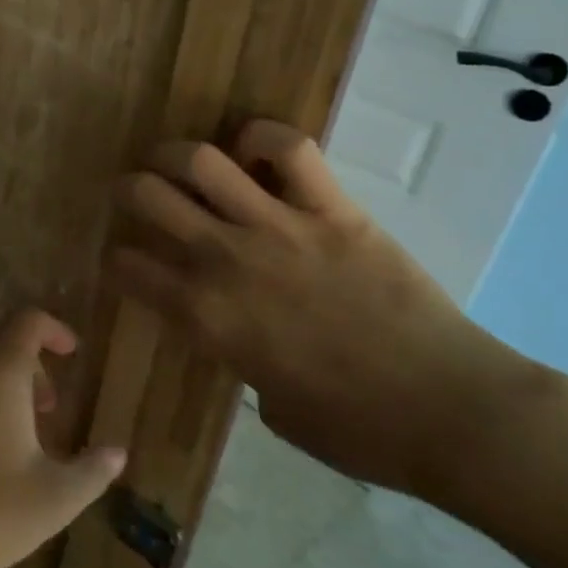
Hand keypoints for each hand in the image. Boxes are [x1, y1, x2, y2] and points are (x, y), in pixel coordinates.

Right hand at [106, 119, 539, 499]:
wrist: (450, 412)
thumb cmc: (356, 429)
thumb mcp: (269, 406)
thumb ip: (237, 357)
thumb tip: (238, 332)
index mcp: (204, 317)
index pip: (127, 269)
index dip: (118, 261)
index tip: (126, 261)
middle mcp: (224, 260)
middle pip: (147, 196)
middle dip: (131, 189)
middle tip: (141, 194)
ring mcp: (278, 227)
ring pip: (200, 160)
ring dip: (177, 154)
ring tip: (181, 161)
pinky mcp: (332, 209)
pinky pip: (288, 148)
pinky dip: (262, 139)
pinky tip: (254, 151)